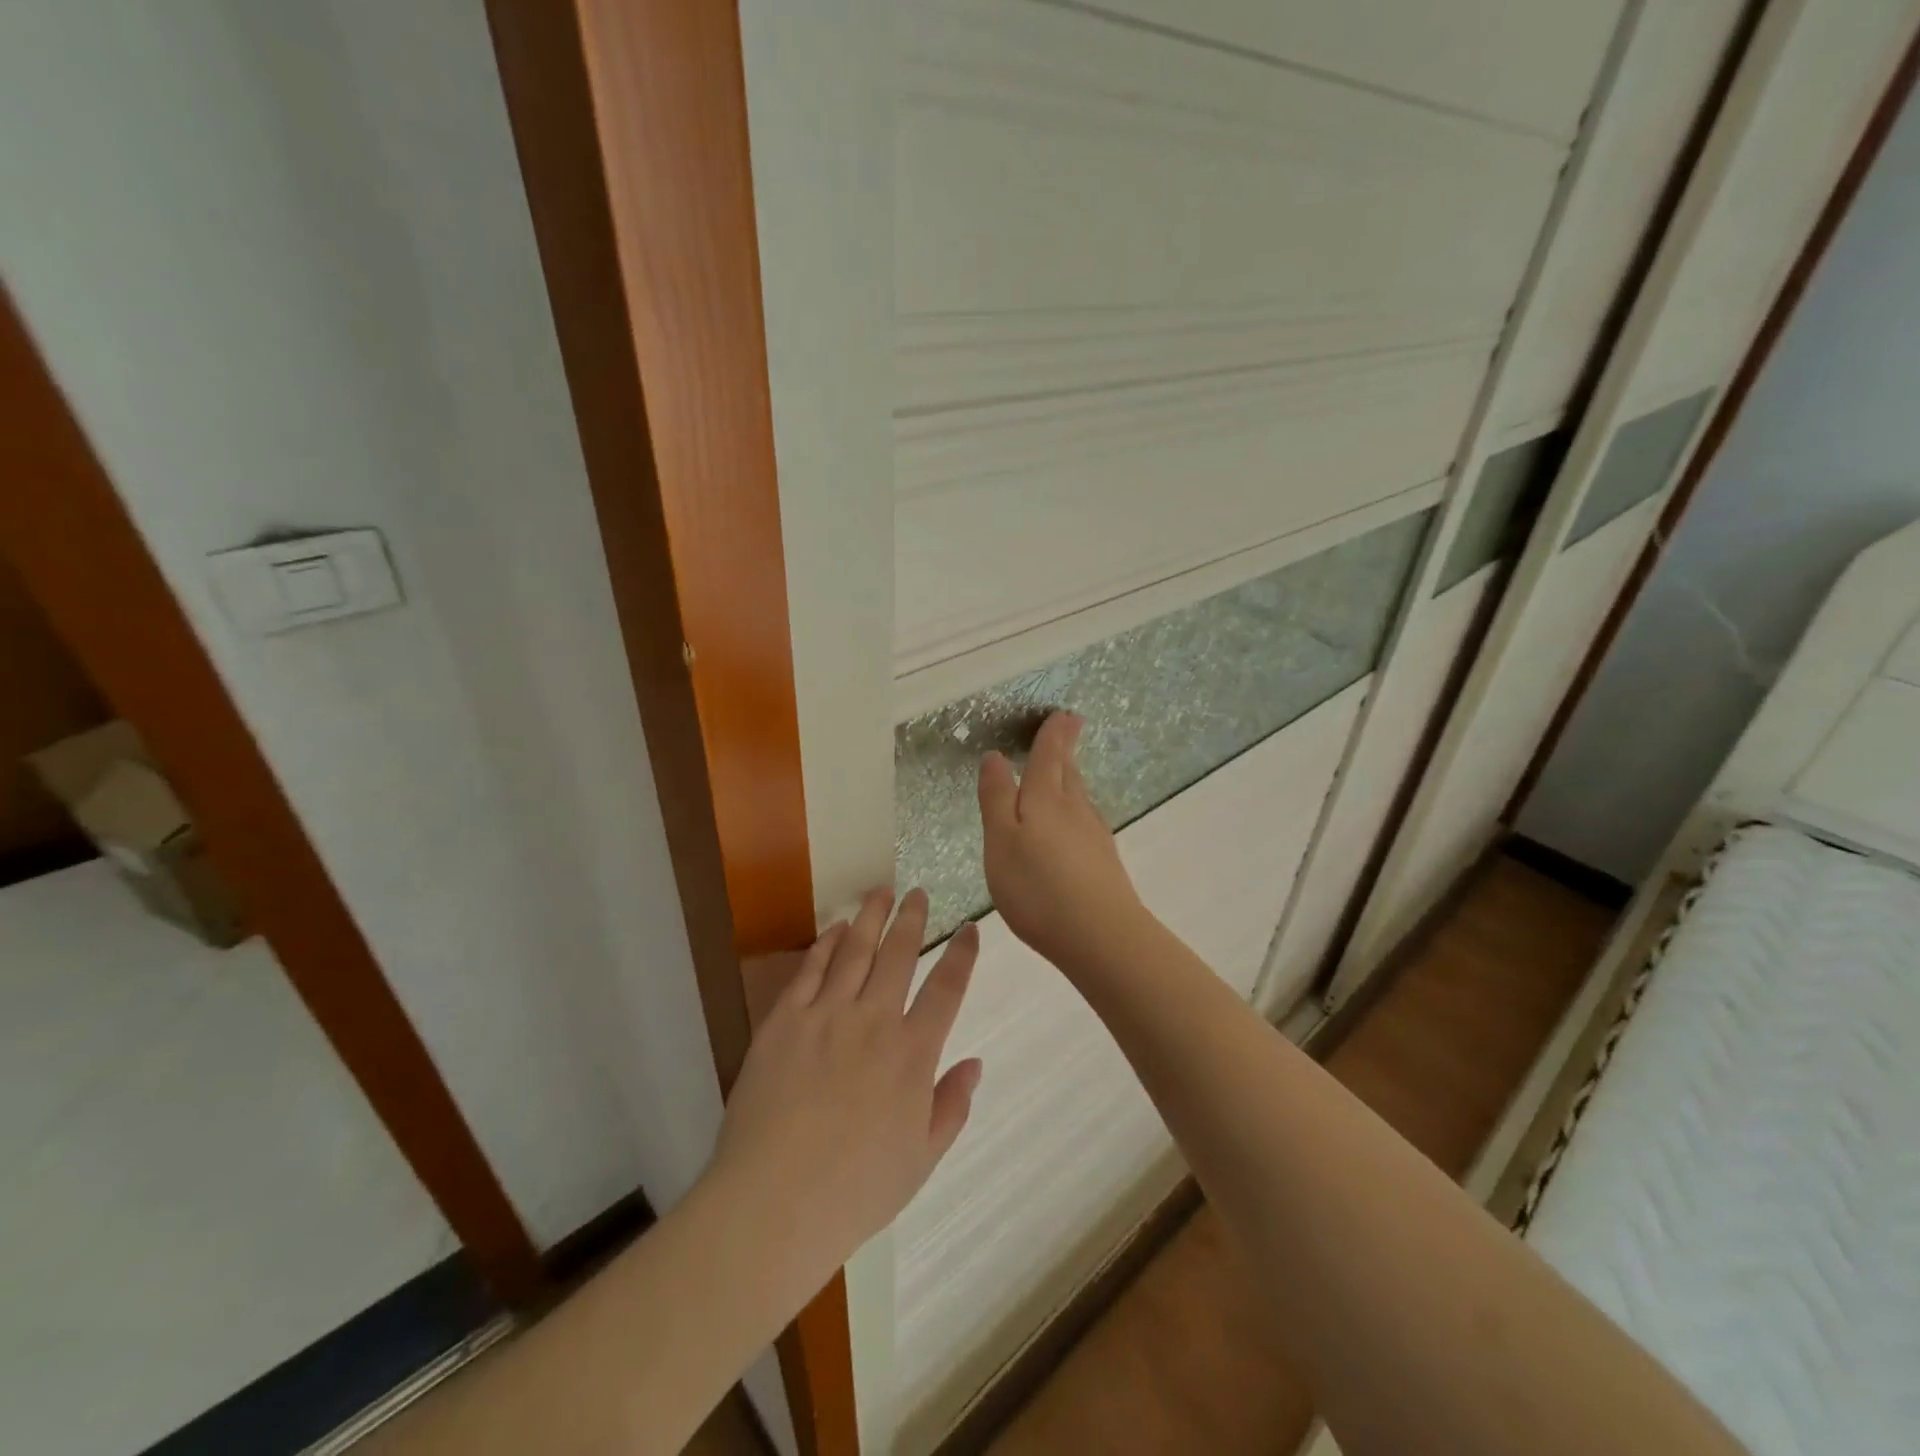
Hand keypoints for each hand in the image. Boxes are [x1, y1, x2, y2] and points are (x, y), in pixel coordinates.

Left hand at [704, 889, 980, 1301]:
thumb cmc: (855, 1190)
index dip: (962, 956)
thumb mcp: (921, 1160)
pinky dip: (827, 943)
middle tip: (918, 894)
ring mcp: (826, 1015)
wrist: (773, 1202)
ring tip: (881, 891)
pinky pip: (811, 969)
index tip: (969, 928)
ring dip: (872, 917)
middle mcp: (874, 1021)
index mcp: (912, 1055)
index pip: (946, 990)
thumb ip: (951, 1106)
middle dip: (912, 919)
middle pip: (899, 955)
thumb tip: (974, 1063)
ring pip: (856, 950)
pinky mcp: (785, 1020)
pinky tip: (836, 928)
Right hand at [978, 712, 1146, 972]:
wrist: (1101, 936)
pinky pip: (1086, 821)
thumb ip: (997, 798)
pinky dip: (1077, 809)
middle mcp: (1074, 809)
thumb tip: (996, 756)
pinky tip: (1075, 822)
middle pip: (1069, 771)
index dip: (1053, 734)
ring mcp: (1094, 836)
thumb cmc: (1038, 887)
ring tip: (1066, 767)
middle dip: (1066, 747)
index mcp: (1046, 799)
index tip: (1063, 713)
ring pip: (1080, 796)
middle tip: (1070, 725)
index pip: (1049, 756)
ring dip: (1072, 776)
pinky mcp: (1104, 862)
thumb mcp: (1001, 841)